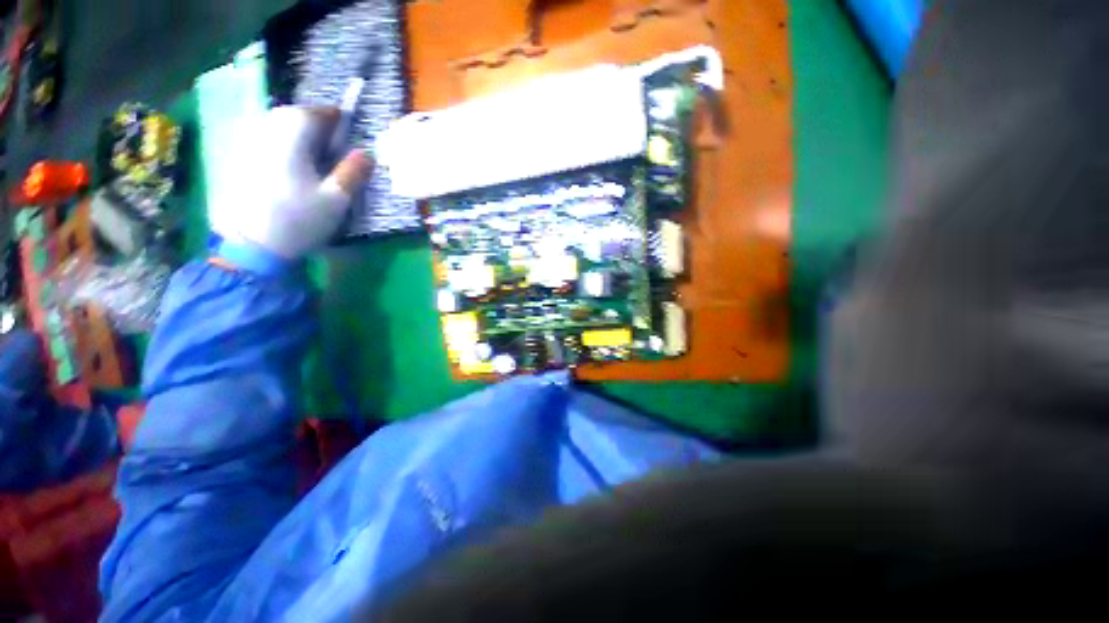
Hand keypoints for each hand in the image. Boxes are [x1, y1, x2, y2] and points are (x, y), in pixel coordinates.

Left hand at [213, 106, 372, 259]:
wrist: (248, 244)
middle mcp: (265, 129)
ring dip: (296, 132)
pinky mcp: (237, 158)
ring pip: (275, 124)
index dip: (337, 119)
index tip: (349, 132)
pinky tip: (287, 164)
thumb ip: (352, 172)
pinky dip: (279, 143)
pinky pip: (262, 137)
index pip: (317, 112)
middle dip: (315, 125)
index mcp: (292, 135)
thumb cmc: (298, 219)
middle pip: (293, 114)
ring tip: (312, 153)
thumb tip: (366, 153)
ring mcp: (246, 142)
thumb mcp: (336, 200)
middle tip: (333, 144)